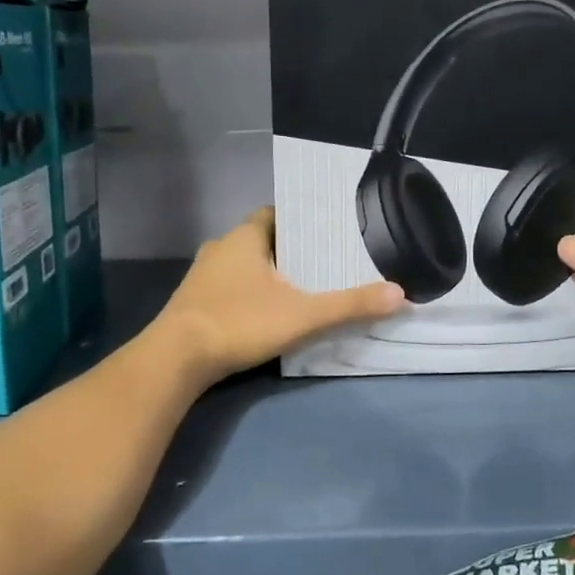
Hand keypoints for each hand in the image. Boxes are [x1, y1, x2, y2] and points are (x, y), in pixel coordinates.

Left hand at [154, 208, 404, 384]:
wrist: (175, 361)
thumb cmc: (238, 322)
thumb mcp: (302, 315)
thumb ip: (349, 305)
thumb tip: (400, 294)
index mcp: (244, 237)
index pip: (276, 214)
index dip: (301, 220)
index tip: (326, 230)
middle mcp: (220, 248)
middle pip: (262, 239)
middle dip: (289, 250)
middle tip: (323, 261)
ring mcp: (202, 276)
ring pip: (243, 265)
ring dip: (267, 273)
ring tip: (301, 286)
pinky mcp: (193, 303)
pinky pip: (229, 287)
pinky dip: (249, 293)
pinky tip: (267, 311)